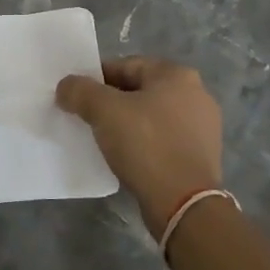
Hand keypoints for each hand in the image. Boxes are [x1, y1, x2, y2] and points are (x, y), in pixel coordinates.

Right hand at [56, 57, 222, 237]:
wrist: (184, 203)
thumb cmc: (146, 145)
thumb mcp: (104, 111)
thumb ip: (80, 91)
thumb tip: (66, 86)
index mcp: (177, 75)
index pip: (126, 65)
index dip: (96, 79)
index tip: (77, 97)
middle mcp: (196, 94)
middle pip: (139, 90)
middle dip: (111, 102)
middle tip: (87, 118)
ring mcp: (203, 126)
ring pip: (151, 116)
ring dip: (127, 124)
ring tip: (104, 140)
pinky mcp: (201, 155)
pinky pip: (163, 139)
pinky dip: (144, 144)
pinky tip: (127, 157)